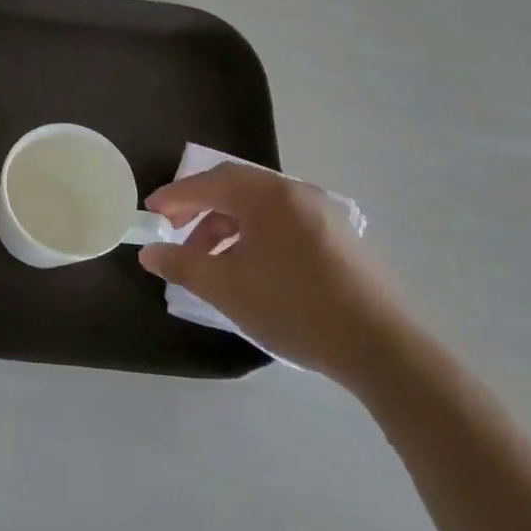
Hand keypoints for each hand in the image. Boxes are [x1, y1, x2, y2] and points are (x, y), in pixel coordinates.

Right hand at [139, 163, 406, 384]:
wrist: (381, 347)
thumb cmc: (293, 307)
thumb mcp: (225, 288)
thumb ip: (181, 264)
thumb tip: (150, 253)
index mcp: (266, 195)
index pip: (208, 183)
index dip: (174, 196)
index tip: (149, 213)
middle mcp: (295, 192)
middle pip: (235, 187)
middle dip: (199, 207)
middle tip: (174, 230)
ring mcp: (322, 213)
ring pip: (260, 206)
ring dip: (226, 224)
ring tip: (210, 259)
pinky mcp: (340, 236)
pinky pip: (283, 221)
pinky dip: (255, 233)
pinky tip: (251, 267)